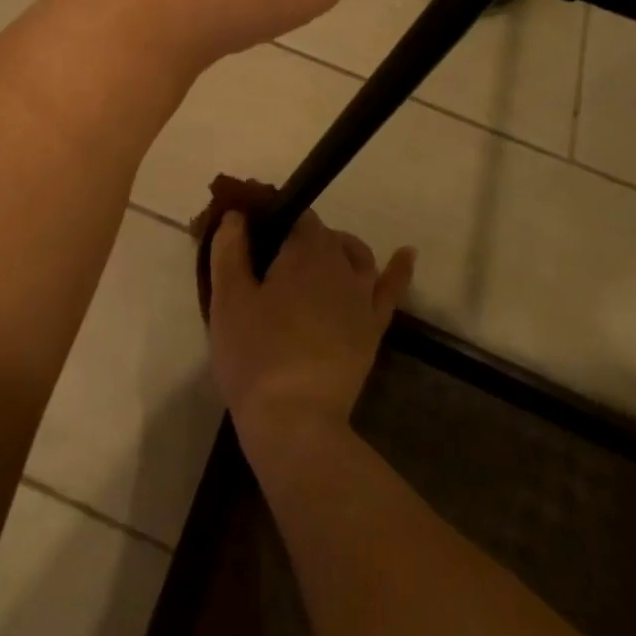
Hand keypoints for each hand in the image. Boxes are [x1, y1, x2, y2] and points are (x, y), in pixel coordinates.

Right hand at [208, 209, 414, 455]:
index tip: (254, 237)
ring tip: (316, 259)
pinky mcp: (373, 329)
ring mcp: (362, 298)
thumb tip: (237, 214)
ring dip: (338, 249)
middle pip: (324, 236)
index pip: (296, 215)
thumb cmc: (255, 354)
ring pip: (356, 256)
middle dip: (300, 238)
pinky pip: (391, 290)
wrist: (294, 421)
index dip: (276, 220)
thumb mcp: (228, 298)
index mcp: (306, 251)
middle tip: (270, 261)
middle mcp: (341, 264)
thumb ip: (229, 249)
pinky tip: (407, 254)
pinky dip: (399, 269)